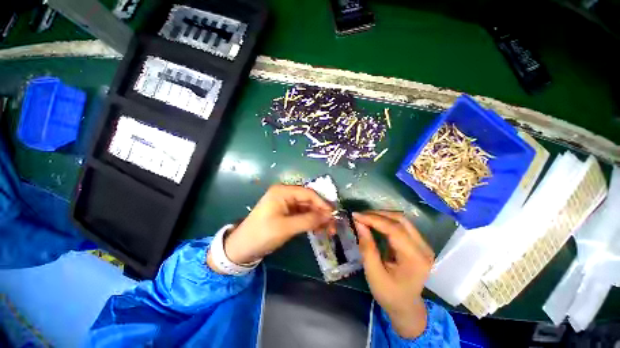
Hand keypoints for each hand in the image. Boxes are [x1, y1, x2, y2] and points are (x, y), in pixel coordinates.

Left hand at [208, 185, 334, 269]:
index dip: (322, 203)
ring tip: (327, 229)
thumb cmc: (262, 234)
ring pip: (307, 208)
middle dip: (321, 212)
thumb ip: (308, 220)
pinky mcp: (285, 213)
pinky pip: (302, 214)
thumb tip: (328, 216)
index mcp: (283, 192)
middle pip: (308, 200)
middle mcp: (285, 194)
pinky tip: (317, 229)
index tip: (333, 214)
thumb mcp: (286, 227)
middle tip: (332, 225)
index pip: (308, 193)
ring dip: (317, 217)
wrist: (242, 248)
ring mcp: (285, 204)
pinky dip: (310, 221)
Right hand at [353, 211, 434, 338]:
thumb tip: (359, 223)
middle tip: (360, 216)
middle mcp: (424, 248)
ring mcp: (423, 244)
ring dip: (382, 215)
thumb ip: (367, 247)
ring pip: (401, 220)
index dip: (373, 219)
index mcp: (415, 258)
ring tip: (365, 217)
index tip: (356, 215)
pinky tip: (374, 222)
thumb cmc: (389, 294)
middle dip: (377, 214)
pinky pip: (401, 225)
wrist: (406, 307)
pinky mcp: (418, 243)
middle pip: (400, 220)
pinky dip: (386, 221)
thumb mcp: (374, 274)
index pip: (394, 229)